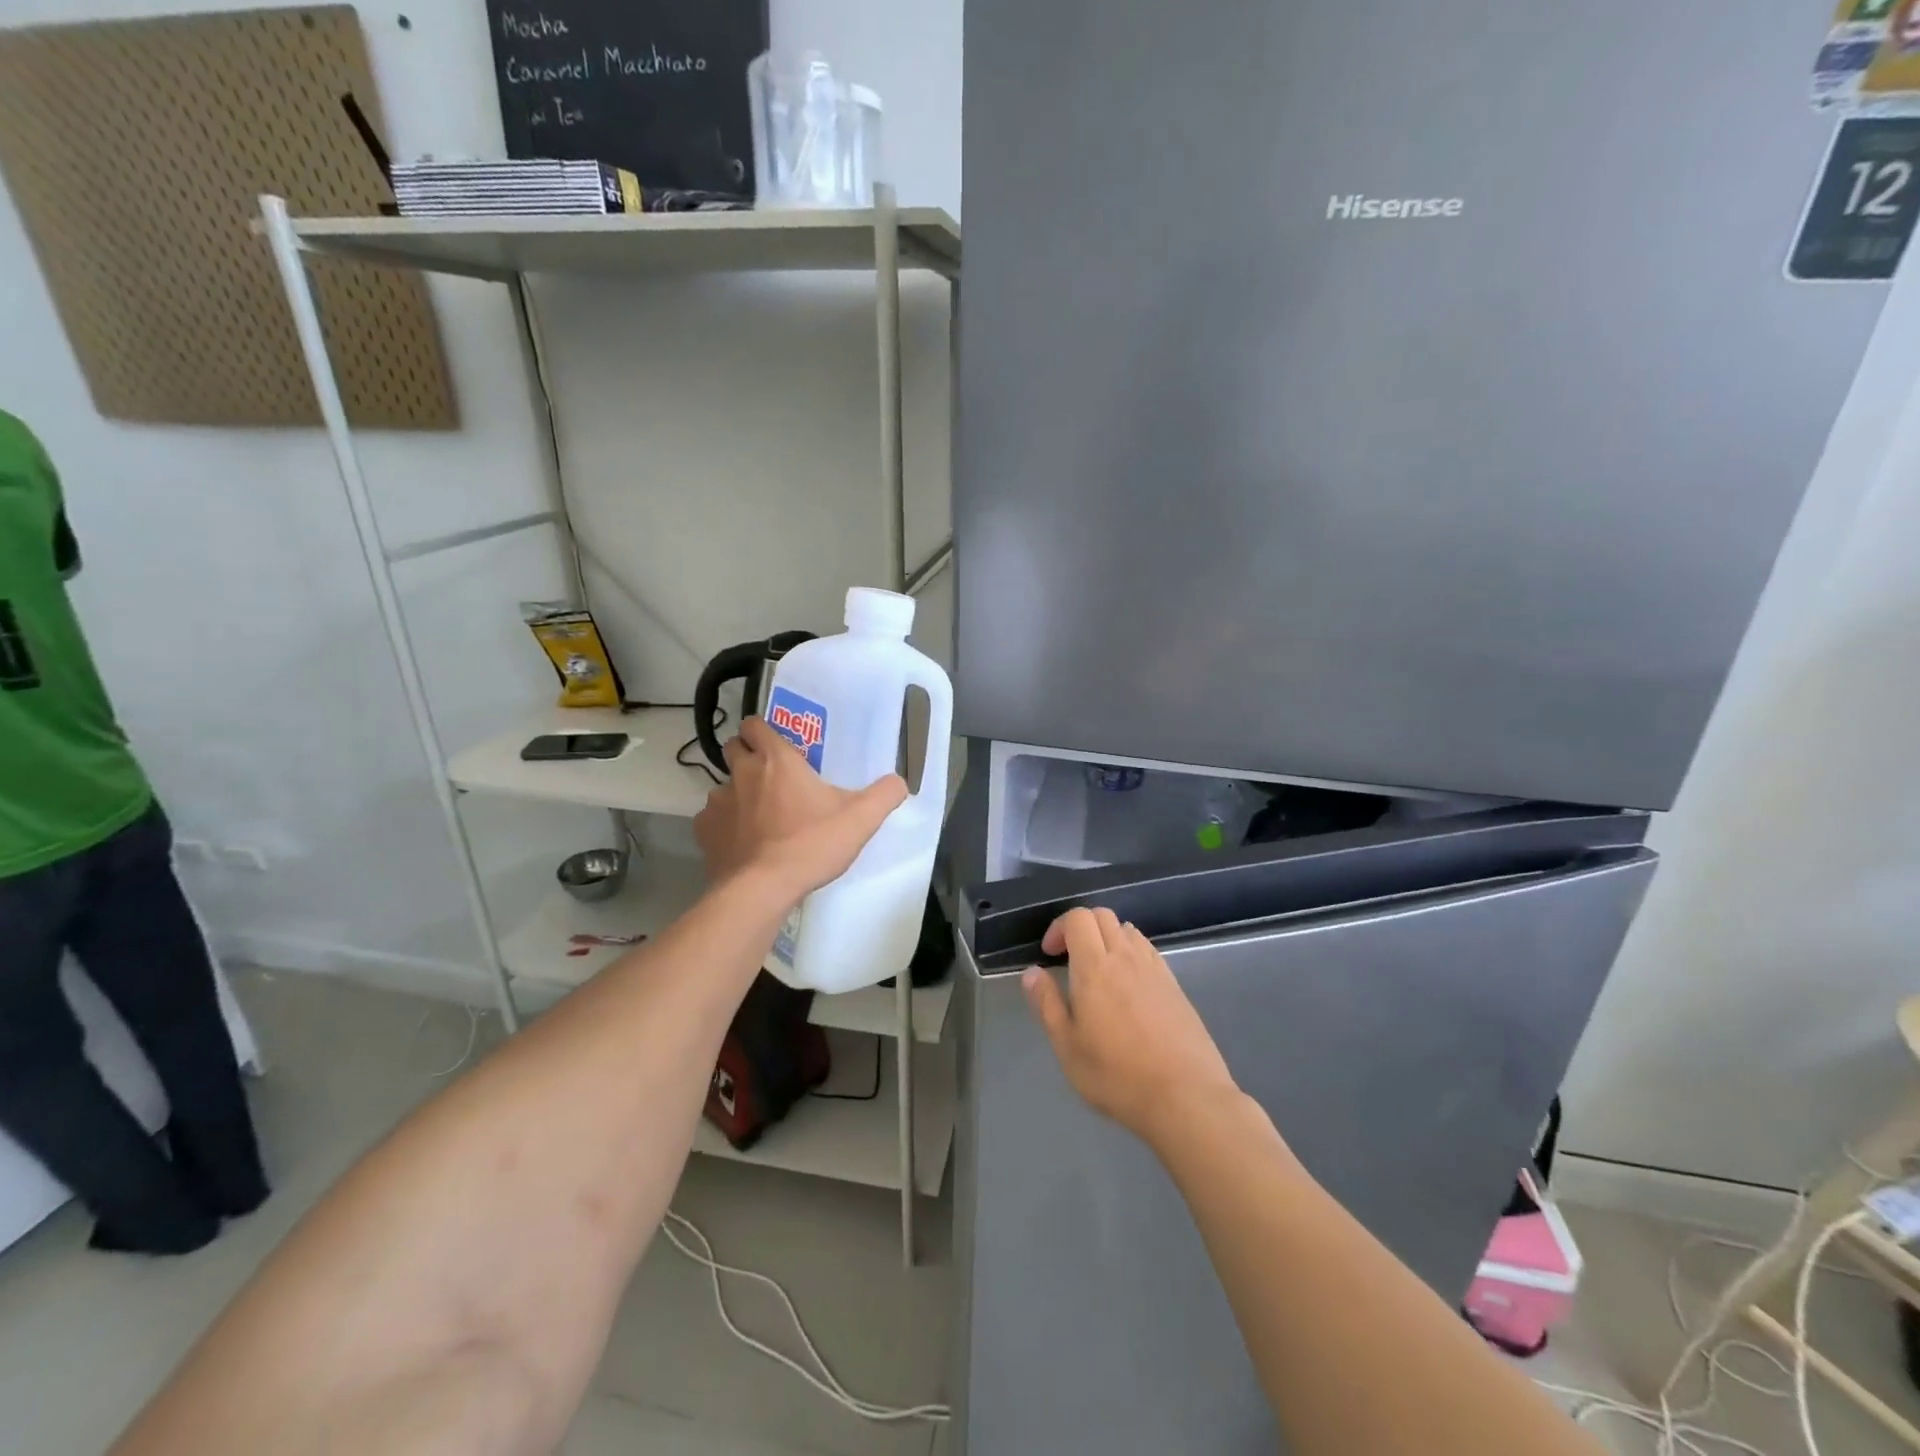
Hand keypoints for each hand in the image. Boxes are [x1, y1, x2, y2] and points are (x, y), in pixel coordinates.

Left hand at [693, 716, 907, 902]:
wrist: (762, 889)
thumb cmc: (811, 844)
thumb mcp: (861, 819)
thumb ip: (885, 794)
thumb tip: (899, 781)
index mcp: (776, 760)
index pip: (754, 724)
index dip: (761, 730)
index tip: (776, 744)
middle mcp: (742, 773)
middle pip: (733, 748)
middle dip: (747, 755)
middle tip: (771, 778)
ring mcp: (718, 802)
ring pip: (723, 786)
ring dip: (738, 794)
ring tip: (759, 818)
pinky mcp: (704, 832)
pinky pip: (712, 819)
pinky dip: (725, 825)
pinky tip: (743, 843)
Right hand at [1022, 907, 1239, 1143]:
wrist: (1186, 1096)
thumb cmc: (1117, 1075)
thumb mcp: (1068, 1047)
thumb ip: (1047, 1004)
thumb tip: (1032, 972)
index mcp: (1095, 967)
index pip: (1078, 918)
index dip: (1059, 927)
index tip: (1049, 954)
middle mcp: (1126, 957)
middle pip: (1103, 916)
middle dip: (1081, 927)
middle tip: (1069, 959)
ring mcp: (1155, 969)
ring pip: (1128, 930)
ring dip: (1107, 938)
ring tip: (1099, 971)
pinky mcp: (1175, 985)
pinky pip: (1148, 950)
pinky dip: (1131, 952)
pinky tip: (1128, 986)